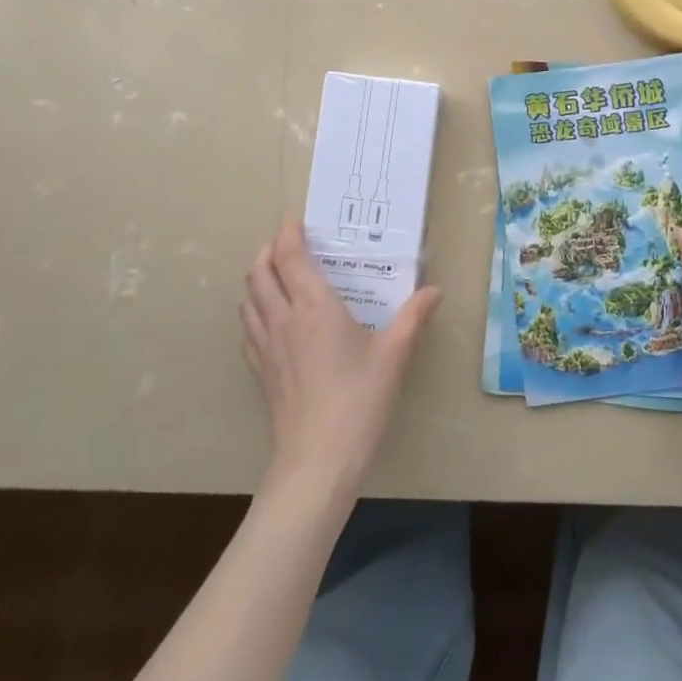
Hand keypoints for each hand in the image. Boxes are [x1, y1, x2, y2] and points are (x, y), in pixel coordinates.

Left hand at [240, 218, 438, 498]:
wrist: (317, 460)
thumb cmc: (359, 400)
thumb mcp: (394, 355)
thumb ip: (413, 317)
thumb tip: (434, 291)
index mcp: (314, 307)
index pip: (289, 257)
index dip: (288, 233)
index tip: (296, 220)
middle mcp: (282, 319)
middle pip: (259, 273)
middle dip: (268, 251)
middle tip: (286, 244)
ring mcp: (265, 347)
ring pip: (247, 299)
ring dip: (257, 279)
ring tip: (276, 275)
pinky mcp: (260, 372)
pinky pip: (248, 328)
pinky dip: (254, 311)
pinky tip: (271, 321)